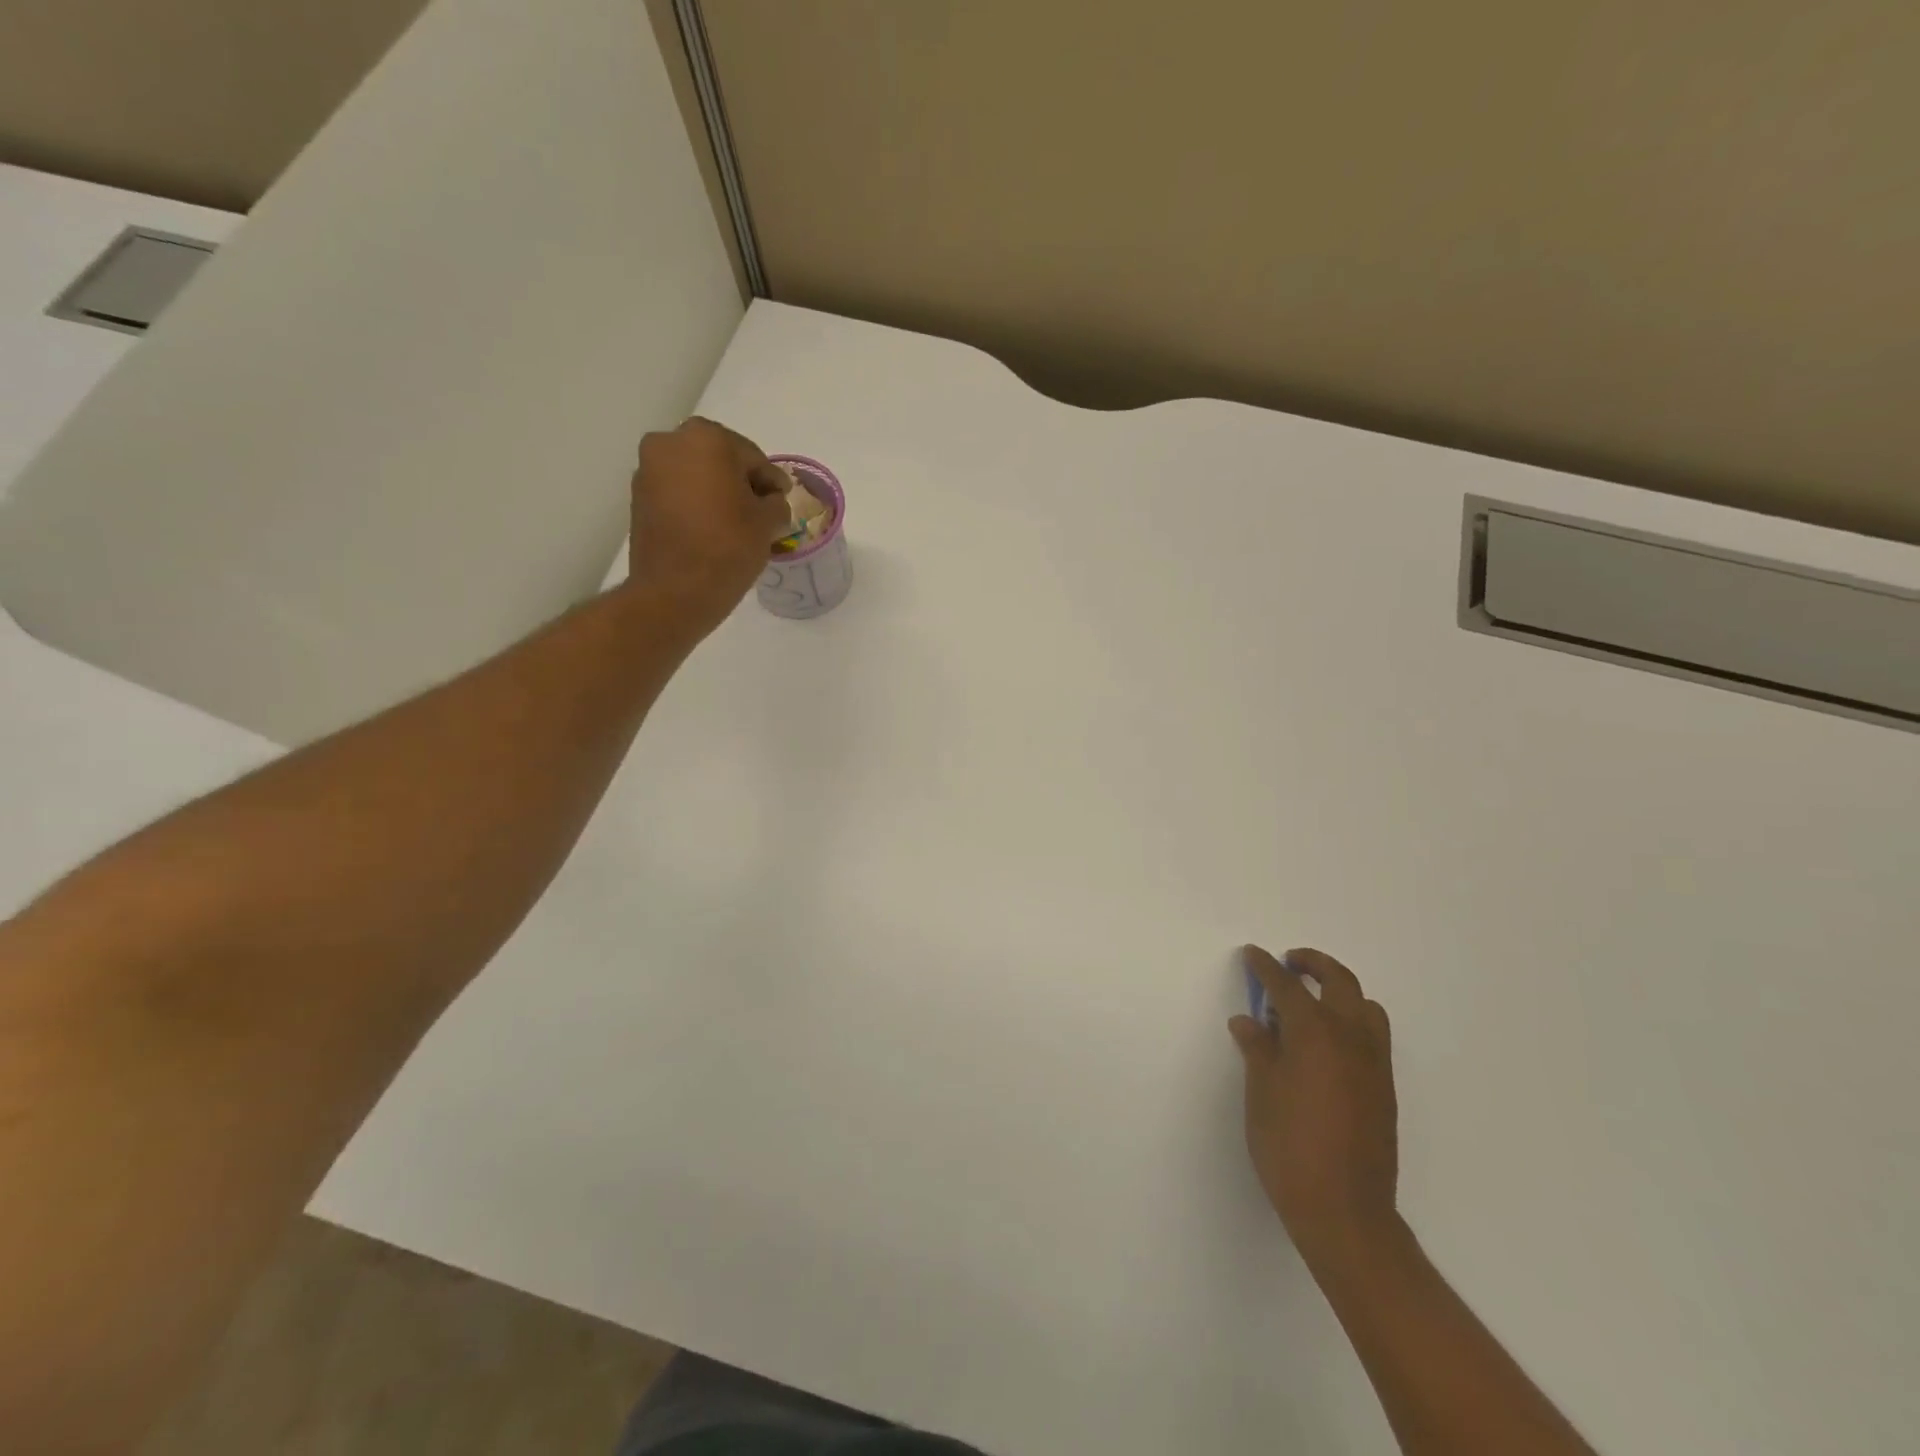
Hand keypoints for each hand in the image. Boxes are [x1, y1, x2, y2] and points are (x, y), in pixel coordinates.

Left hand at [627, 417, 790, 635]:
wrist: (675, 591)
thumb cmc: (728, 547)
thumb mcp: (769, 522)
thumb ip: (776, 502)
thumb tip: (770, 501)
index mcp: (708, 438)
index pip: (753, 457)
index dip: (771, 482)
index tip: (781, 502)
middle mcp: (671, 442)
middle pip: (720, 459)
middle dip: (740, 482)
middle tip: (758, 511)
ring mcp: (649, 469)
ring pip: (695, 473)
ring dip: (716, 491)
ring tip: (734, 523)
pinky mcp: (638, 496)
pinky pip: (677, 491)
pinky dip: (694, 503)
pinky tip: (710, 528)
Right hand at [1230, 946, 1398, 1264]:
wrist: (1344, 1211)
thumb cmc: (1289, 1146)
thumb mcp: (1261, 1092)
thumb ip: (1258, 1049)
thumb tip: (1249, 1022)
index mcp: (1315, 1033)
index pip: (1287, 986)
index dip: (1266, 967)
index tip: (1253, 955)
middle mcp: (1351, 1038)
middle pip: (1339, 981)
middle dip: (1313, 964)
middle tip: (1289, 963)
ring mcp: (1375, 1064)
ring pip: (1366, 1007)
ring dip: (1340, 992)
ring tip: (1313, 1002)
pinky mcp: (1385, 1089)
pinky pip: (1373, 1036)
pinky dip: (1352, 1021)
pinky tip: (1326, 1045)